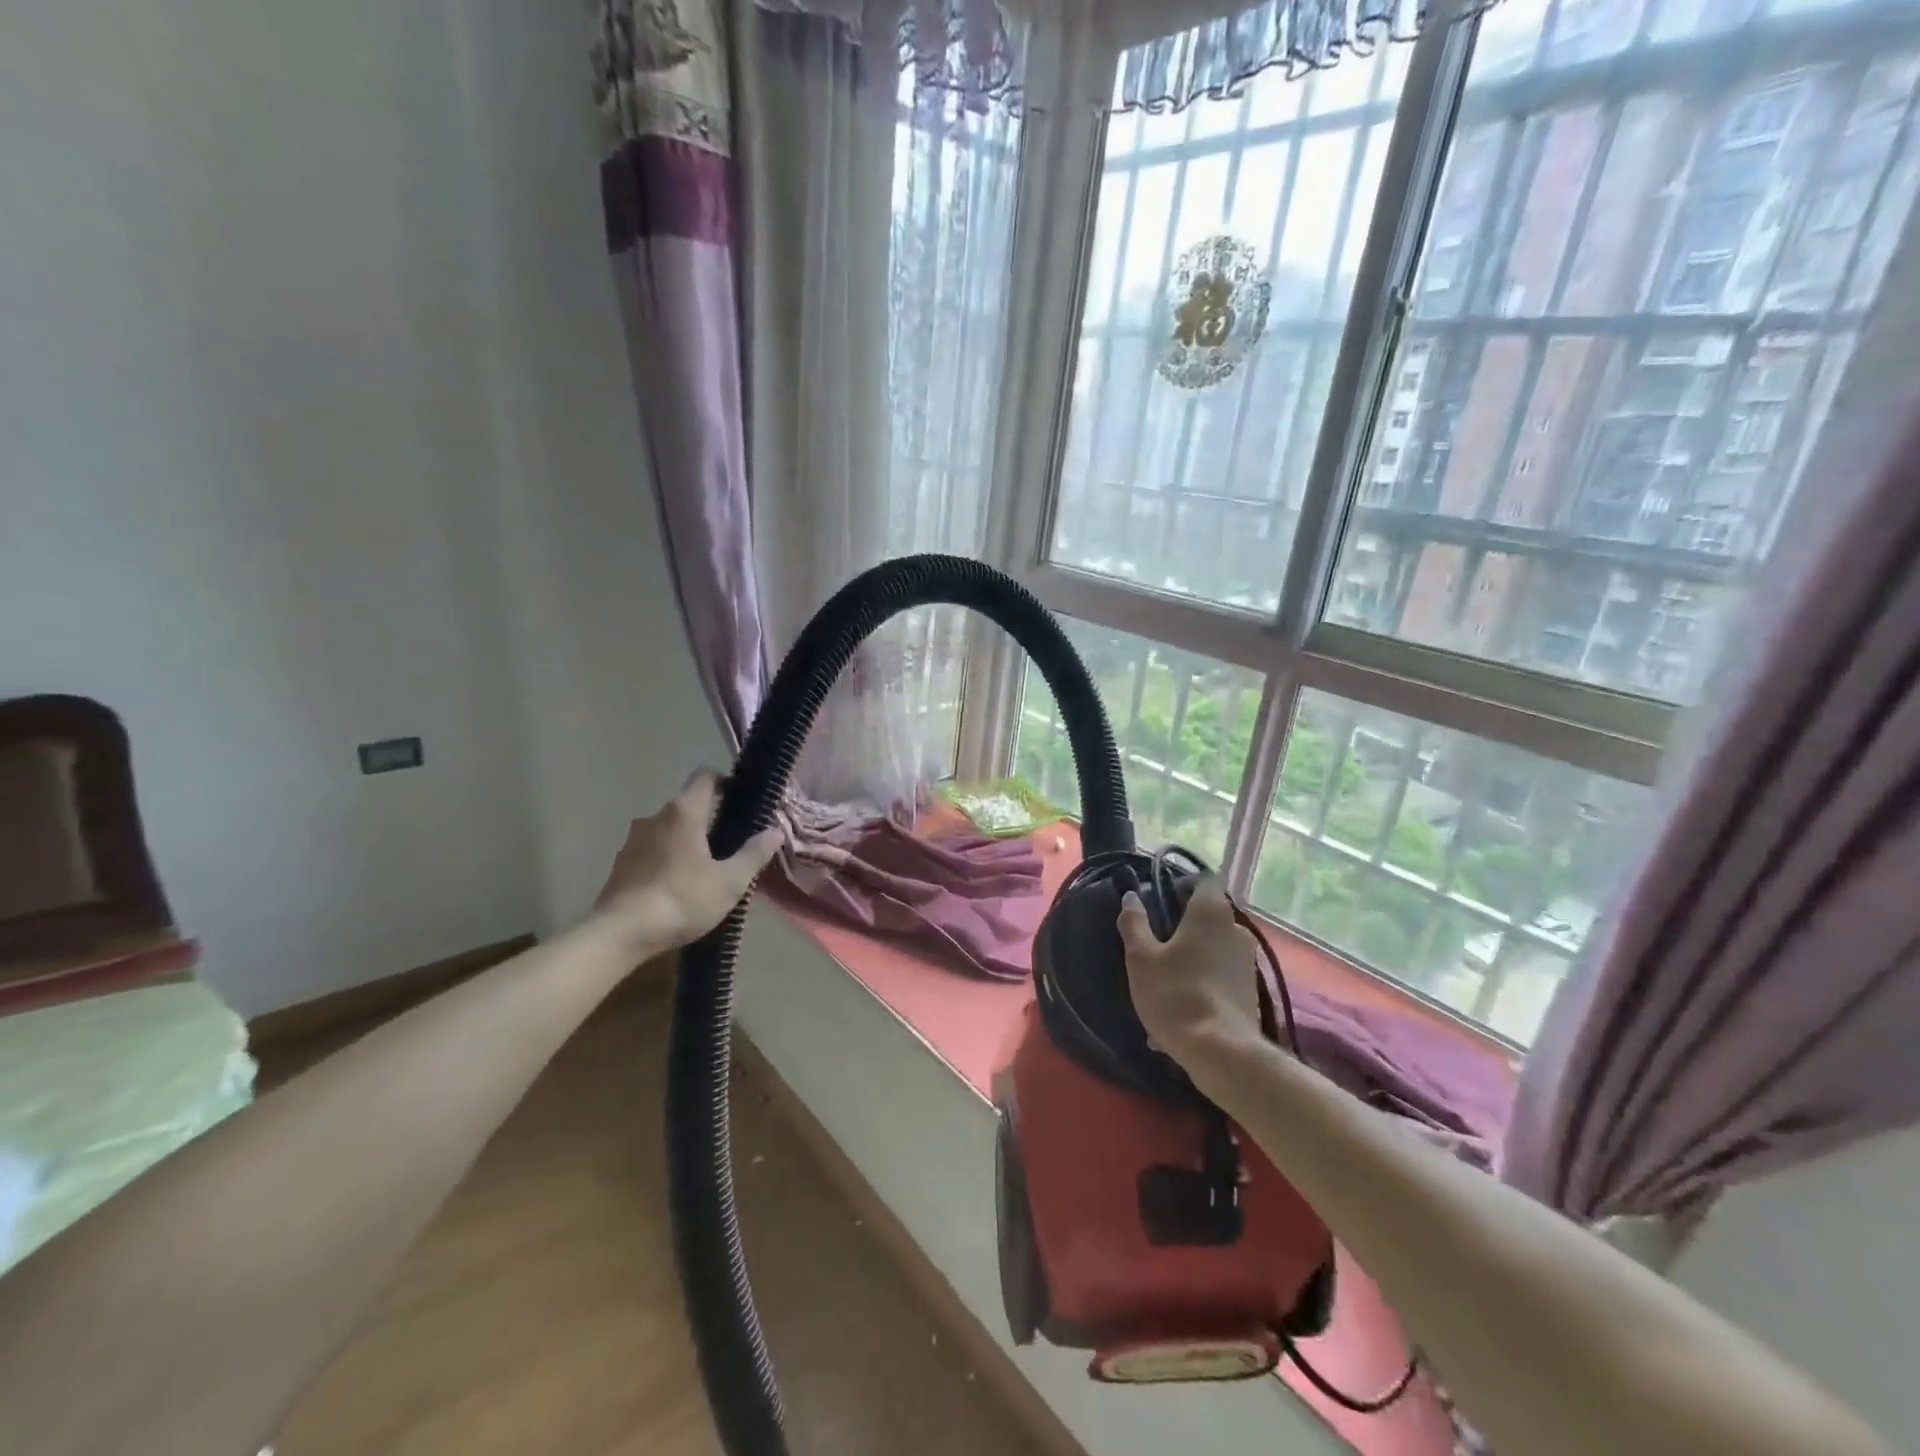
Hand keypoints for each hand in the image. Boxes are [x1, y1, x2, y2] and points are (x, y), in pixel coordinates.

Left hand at [592, 771, 783, 951]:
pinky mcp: (620, 863)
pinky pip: (652, 849)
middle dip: (709, 818)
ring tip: (704, 869)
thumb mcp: (729, 882)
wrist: (620, 934)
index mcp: (684, 812)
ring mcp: (633, 839)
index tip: (741, 802)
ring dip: (686, 840)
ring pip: (668, 829)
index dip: (725, 782)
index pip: (705, 776)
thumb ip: (754, 854)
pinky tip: (677, 886)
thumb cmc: (681, 900)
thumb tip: (775, 831)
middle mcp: (655, 816)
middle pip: (688, 804)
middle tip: (731, 844)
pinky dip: (667, 858)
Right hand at [1118, 877, 1264, 1067]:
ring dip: (1193, 955)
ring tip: (1165, 981)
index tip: (1162, 900)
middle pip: (1209, 914)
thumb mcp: (1141, 958)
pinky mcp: (1251, 990)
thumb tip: (1131, 896)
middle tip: (1157, 941)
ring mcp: (1248, 961)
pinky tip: (1181, 1008)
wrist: (1220, 1052)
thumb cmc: (1175, 994)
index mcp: (1210, 912)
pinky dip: (1203, 982)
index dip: (1184, 884)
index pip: (1205, 879)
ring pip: (1215, 947)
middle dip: (1185, 923)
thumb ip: (1134, 922)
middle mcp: (1236, 929)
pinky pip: (1221, 975)